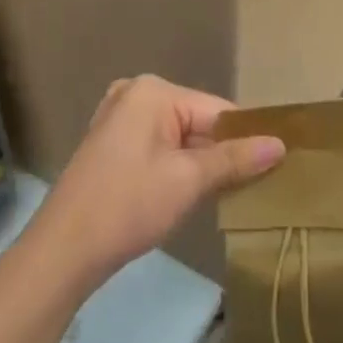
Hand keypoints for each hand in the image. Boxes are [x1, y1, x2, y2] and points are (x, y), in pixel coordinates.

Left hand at [31, 76, 283, 294]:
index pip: (217, 110)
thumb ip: (235, 159)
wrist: (62, 251)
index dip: (247, 139)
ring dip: (202, 164)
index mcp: (153, 91)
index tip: (276, 165)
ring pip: (180, 137)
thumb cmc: (128, 206)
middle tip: (257, 185)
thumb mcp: (188, 181)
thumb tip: (280, 144)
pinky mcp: (112, 144)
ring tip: (232, 192)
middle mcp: (135, 94)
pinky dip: (178, 167)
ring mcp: (120, 118)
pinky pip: (160, 147)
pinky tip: (193, 194)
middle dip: (223, 153)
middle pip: (198, 122)